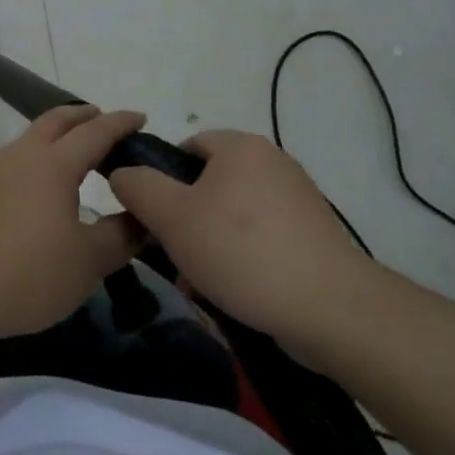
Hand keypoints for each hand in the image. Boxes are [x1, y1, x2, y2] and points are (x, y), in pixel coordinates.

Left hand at [0, 105, 147, 339]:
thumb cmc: (30, 271)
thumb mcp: (88, 261)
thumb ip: (121, 236)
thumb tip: (144, 217)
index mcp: (54, 164)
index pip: (95, 131)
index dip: (120, 123)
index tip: (140, 118)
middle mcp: (23, 156)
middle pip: (56, 121)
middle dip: (83, 116)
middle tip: (104, 122)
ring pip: (30, 138)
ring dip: (56, 136)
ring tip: (75, 153)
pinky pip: (15, 160)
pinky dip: (37, 158)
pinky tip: (41, 184)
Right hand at [108, 130, 380, 357]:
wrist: (331, 309)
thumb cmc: (241, 251)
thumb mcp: (172, 217)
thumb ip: (137, 187)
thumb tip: (122, 172)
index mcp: (241, 147)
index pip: (186, 146)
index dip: (161, 178)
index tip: (154, 218)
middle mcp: (273, 163)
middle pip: (208, 184)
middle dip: (184, 221)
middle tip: (171, 255)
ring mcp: (298, 201)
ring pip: (231, 217)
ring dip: (208, 246)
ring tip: (198, 284)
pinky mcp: (313, 237)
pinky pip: (260, 240)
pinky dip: (240, 260)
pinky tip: (231, 293)